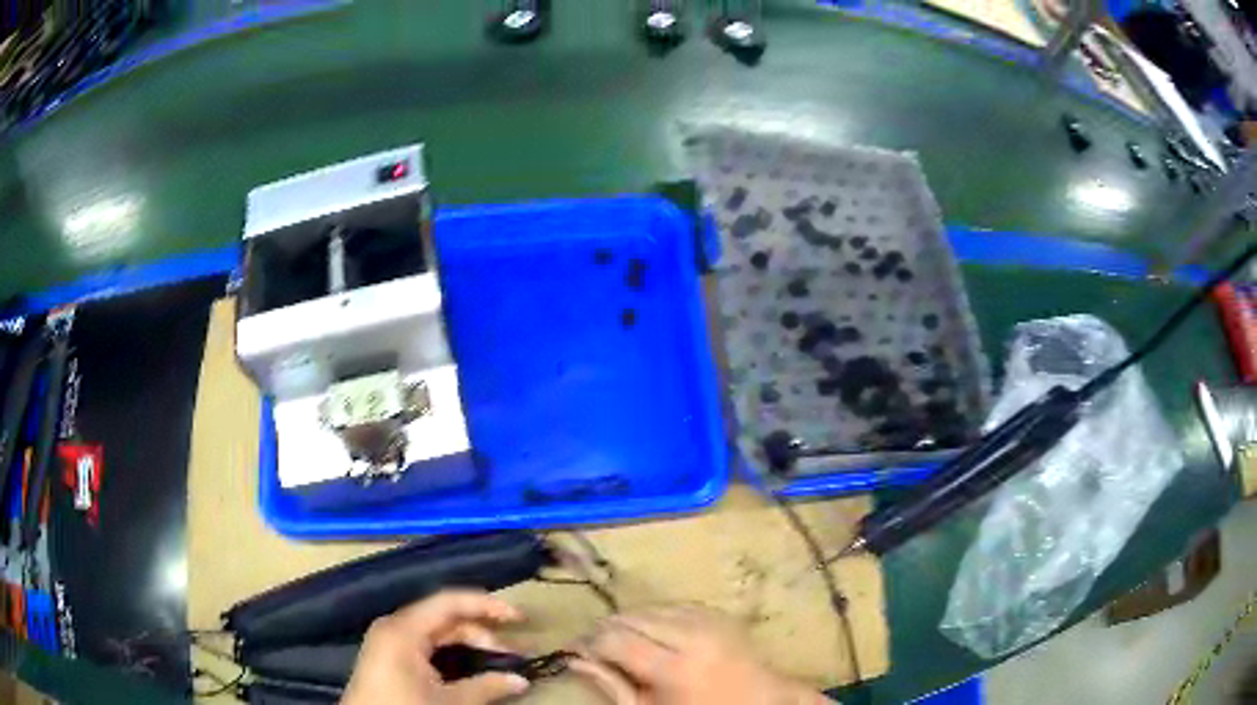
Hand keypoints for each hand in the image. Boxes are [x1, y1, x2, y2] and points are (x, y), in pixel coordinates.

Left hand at [341, 590, 530, 704]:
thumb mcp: (449, 702)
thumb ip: (486, 687)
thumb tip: (521, 680)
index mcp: (404, 629)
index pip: (449, 602)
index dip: (487, 605)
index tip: (519, 617)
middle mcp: (394, 627)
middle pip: (444, 617)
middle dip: (481, 632)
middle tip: (513, 653)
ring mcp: (388, 641)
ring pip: (436, 633)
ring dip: (468, 644)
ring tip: (497, 661)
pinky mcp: (388, 657)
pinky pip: (424, 645)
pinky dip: (451, 653)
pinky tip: (470, 667)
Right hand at [571, 605, 826, 704]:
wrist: (760, 703)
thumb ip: (612, 686)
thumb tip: (575, 660)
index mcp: (675, 668)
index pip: (616, 640)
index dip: (589, 642)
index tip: (574, 650)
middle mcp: (693, 636)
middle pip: (633, 617)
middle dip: (607, 628)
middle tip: (594, 645)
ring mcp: (711, 620)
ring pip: (652, 607)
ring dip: (632, 620)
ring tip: (623, 641)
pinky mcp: (720, 613)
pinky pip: (676, 605)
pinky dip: (658, 615)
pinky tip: (652, 632)